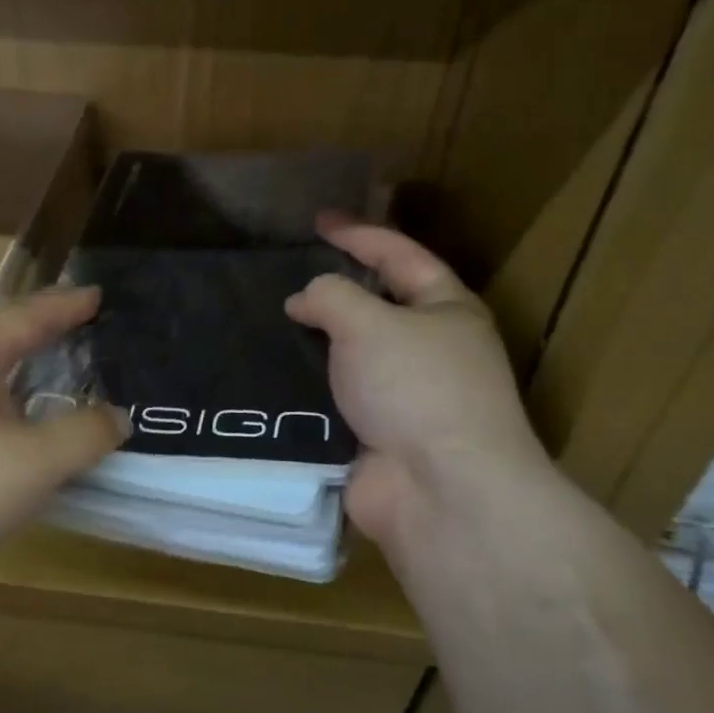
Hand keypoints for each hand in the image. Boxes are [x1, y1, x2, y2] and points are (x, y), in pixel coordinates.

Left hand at [0, 286, 127, 592]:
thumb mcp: (31, 464)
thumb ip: (82, 435)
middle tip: (78, 322)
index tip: (98, 294)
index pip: (28, 315)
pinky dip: (3, 401)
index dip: (67, 305)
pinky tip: (13, 427)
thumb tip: (116, 416)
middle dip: (39, 325)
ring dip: (19, 364)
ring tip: (51, 367)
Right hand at [285, 216, 552, 555]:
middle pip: (377, 306)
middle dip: (334, 290)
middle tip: (287, 276)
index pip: (400, 255)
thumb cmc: (416, 388)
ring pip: (351, 356)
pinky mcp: (377, 434)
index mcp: (446, 310)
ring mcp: (404, 395)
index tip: (317, 221)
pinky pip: (335, 398)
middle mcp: (430, 349)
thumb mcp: (370, 323)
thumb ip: (331, 296)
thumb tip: (304, 300)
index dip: (359, 233)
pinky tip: (270, 375)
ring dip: (315, 342)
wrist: (439, 491)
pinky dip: (307, 386)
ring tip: (268, 324)